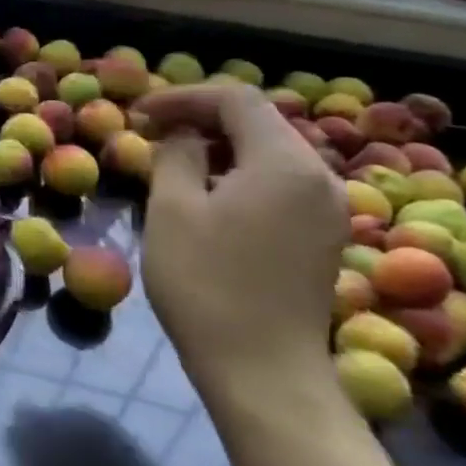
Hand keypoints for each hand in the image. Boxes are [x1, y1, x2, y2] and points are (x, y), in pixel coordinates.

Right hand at [133, 83, 346, 393]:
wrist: (262, 369)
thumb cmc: (206, 282)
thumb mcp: (172, 209)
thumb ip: (175, 156)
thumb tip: (181, 136)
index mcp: (284, 163)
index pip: (235, 99)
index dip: (182, 97)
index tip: (138, 114)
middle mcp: (319, 177)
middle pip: (259, 122)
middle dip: (200, 118)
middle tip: (150, 133)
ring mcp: (327, 209)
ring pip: (270, 153)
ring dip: (219, 146)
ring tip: (172, 162)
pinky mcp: (322, 237)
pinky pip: (280, 183)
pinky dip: (240, 174)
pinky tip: (207, 196)